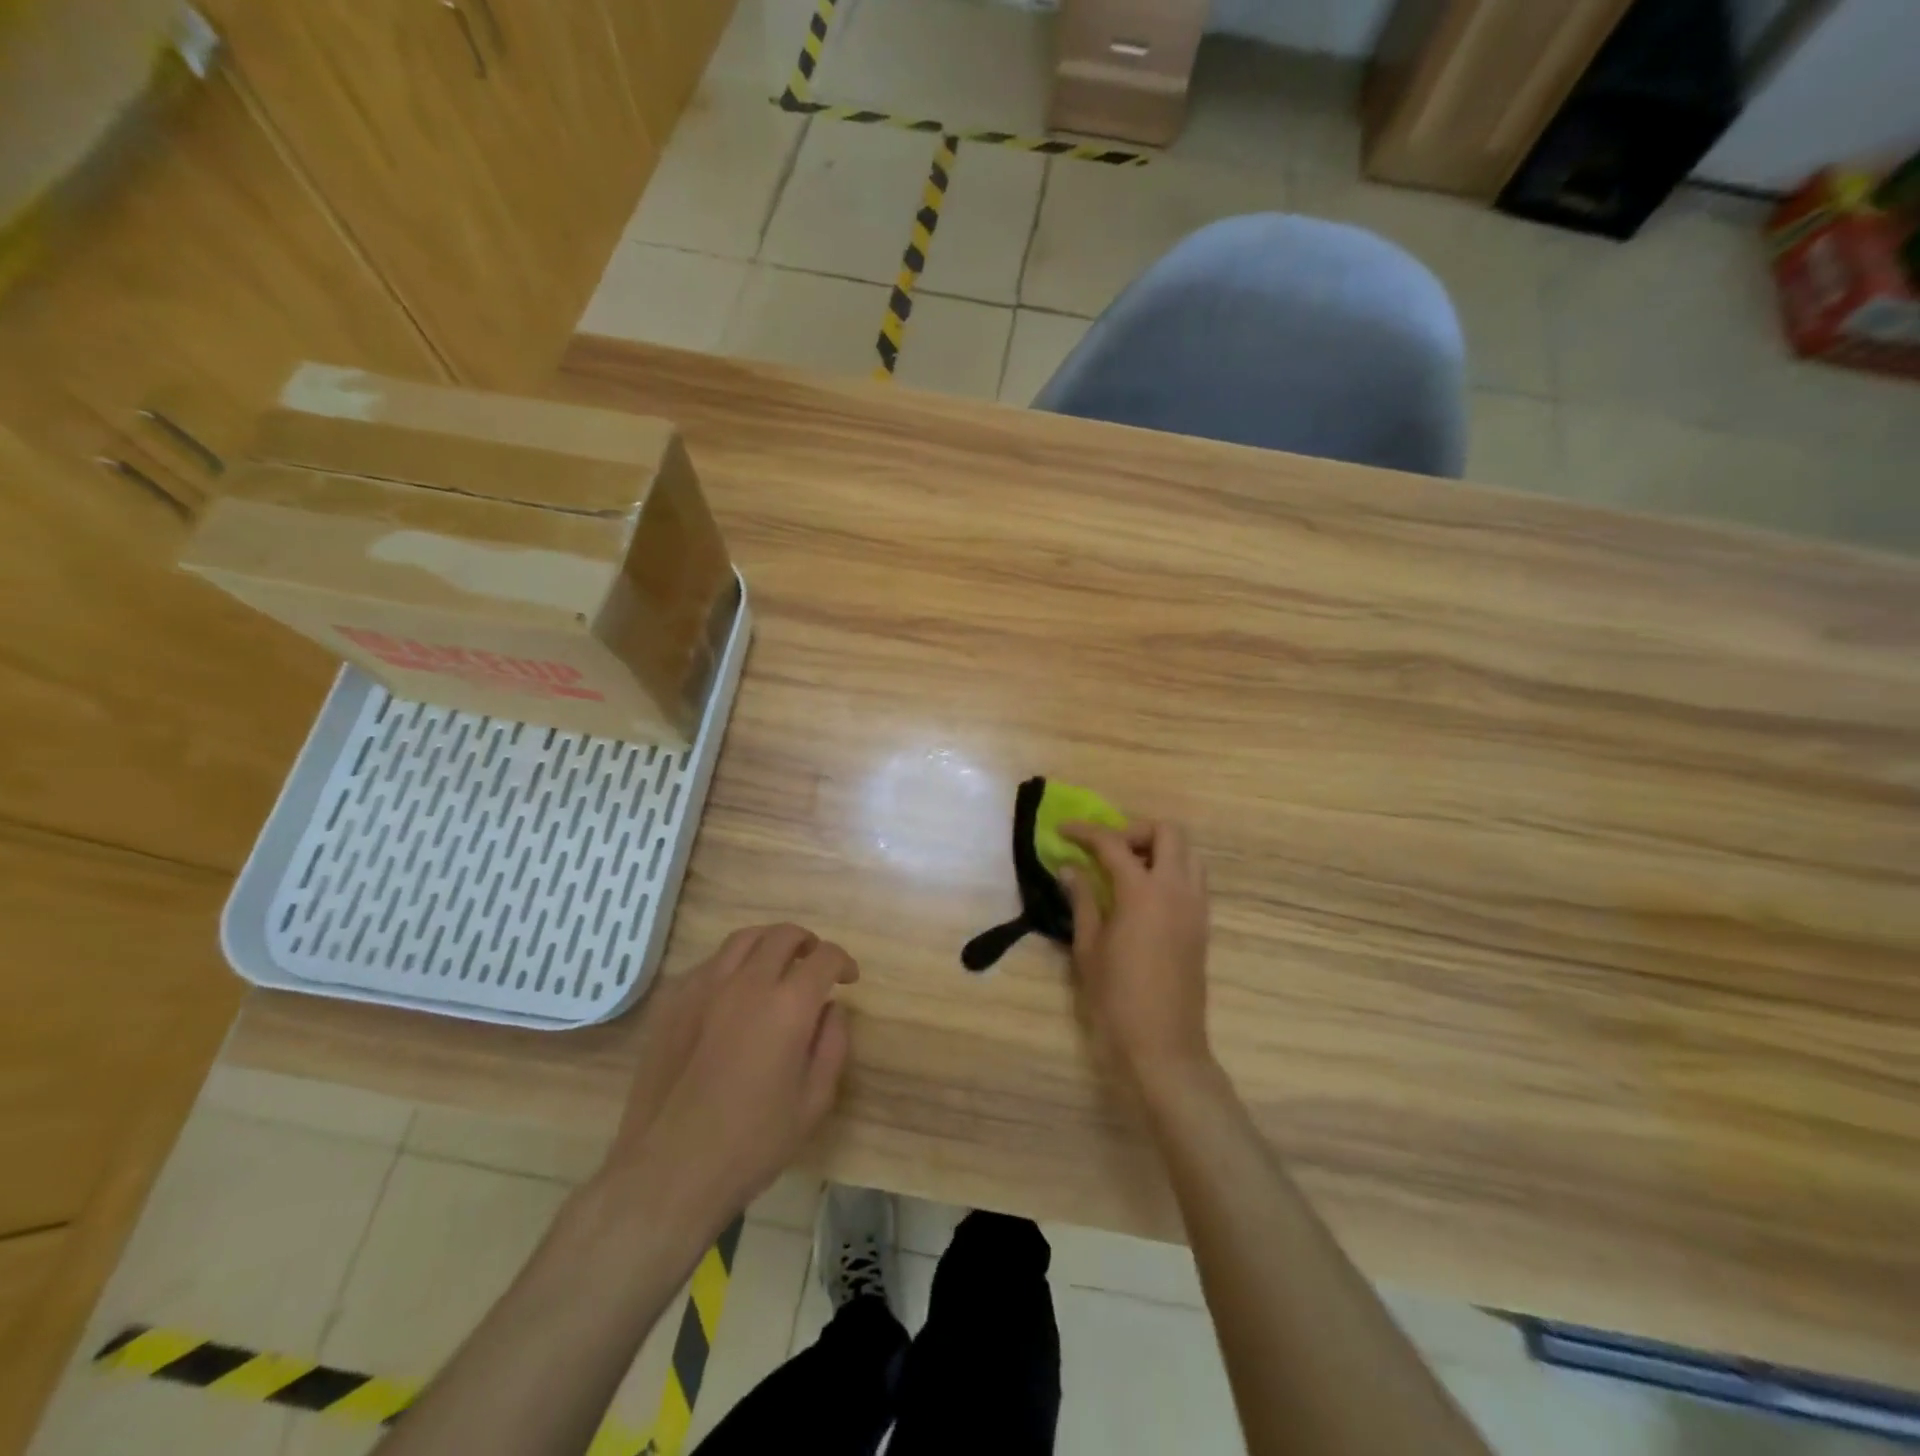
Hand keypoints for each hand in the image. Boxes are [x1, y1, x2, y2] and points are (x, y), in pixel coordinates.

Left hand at [593, 924, 857, 1246]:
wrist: (668, 1170)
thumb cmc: (751, 1143)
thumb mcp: (814, 1103)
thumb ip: (832, 1045)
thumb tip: (831, 1009)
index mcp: (787, 1006)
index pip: (823, 957)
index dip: (842, 961)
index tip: (848, 978)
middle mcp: (746, 983)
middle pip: (783, 935)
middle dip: (808, 943)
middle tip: (814, 964)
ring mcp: (703, 988)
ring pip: (743, 939)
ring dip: (769, 944)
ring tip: (776, 966)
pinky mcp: (672, 1002)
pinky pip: (708, 964)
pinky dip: (731, 965)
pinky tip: (733, 993)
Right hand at [1059, 820, 1212, 1095]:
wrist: (1163, 1047)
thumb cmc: (1116, 999)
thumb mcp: (1088, 948)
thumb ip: (1082, 900)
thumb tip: (1069, 869)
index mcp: (1143, 892)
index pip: (1113, 843)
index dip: (1085, 832)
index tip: (1063, 831)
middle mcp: (1176, 889)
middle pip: (1167, 832)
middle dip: (1134, 830)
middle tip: (1106, 850)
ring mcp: (1196, 907)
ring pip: (1188, 852)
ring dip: (1158, 849)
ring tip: (1127, 870)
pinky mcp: (1203, 925)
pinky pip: (1193, 878)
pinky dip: (1171, 871)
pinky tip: (1143, 896)